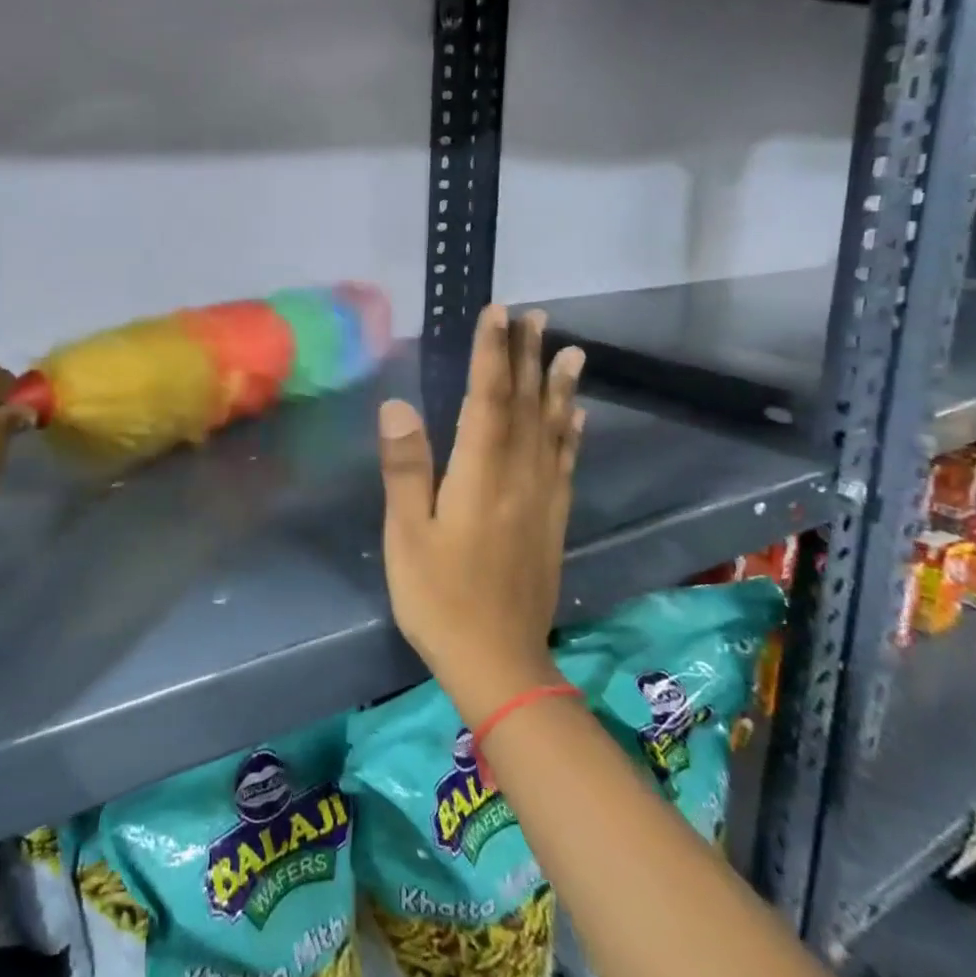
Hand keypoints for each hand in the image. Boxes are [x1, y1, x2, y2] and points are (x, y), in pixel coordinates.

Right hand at [377, 305, 585, 723]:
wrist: (499, 663)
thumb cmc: (440, 597)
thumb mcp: (407, 535)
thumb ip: (406, 468)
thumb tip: (398, 405)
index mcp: (481, 475)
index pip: (488, 399)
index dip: (491, 354)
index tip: (496, 313)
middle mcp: (520, 477)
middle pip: (526, 405)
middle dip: (527, 357)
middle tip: (535, 316)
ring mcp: (543, 498)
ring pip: (553, 429)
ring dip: (558, 386)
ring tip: (569, 349)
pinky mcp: (554, 520)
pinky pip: (566, 463)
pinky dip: (572, 433)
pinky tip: (577, 415)